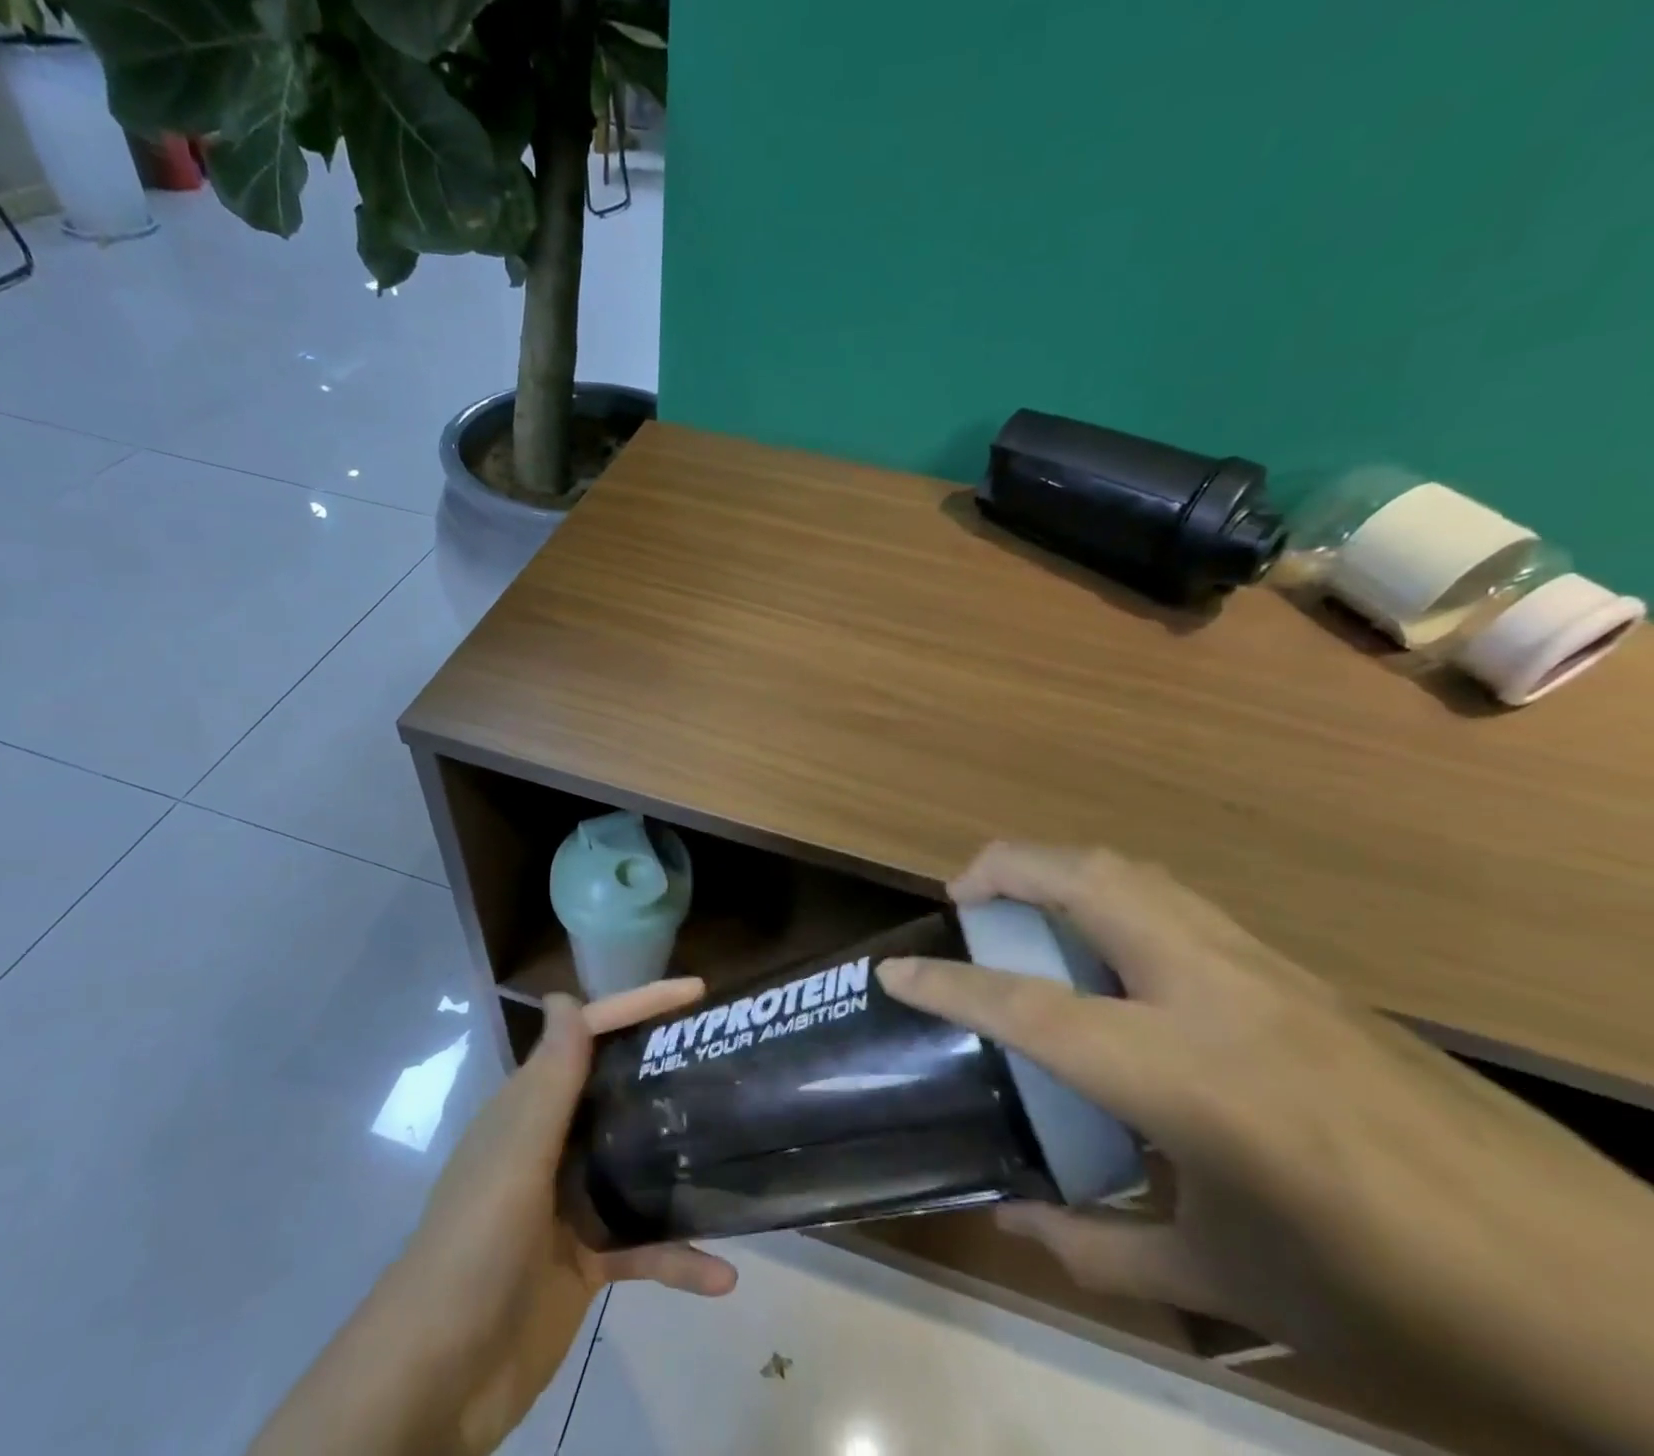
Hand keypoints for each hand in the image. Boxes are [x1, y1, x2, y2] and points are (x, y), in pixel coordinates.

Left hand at [248, 983, 736, 1455]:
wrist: (437, 1381)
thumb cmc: (475, 1247)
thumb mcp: (517, 1156)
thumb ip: (551, 1080)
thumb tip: (565, 996)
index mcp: (532, 1108)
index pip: (590, 1035)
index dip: (640, 1005)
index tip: (697, 993)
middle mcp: (553, 1142)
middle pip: (619, 1090)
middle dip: (669, 1070)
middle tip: (729, 1060)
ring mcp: (571, 1203)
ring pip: (638, 1165)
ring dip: (681, 1161)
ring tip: (738, 1148)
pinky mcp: (587, 1260)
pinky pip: (643, 1246)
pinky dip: (679, 1257)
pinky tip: (723, 1273)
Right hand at [878, 844, 1653, 1454]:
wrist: (1629, 1305)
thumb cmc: (1408, 1309)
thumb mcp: (1235, 1287)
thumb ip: (1104, 1251)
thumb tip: (1014, 1218)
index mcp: (1193, 1077)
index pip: (1033, 1007)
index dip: (949, 984)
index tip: (893, 970)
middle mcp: (1221, 994)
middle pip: (1089, 881)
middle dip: (1005, 869)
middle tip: (961, 901)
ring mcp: (1272, 971)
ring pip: (1138, 875)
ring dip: (1059, 873)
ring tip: (1021, 911)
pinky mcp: (1306, 974)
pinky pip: (1179, 905)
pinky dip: (1113, 900)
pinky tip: (1110, 958)